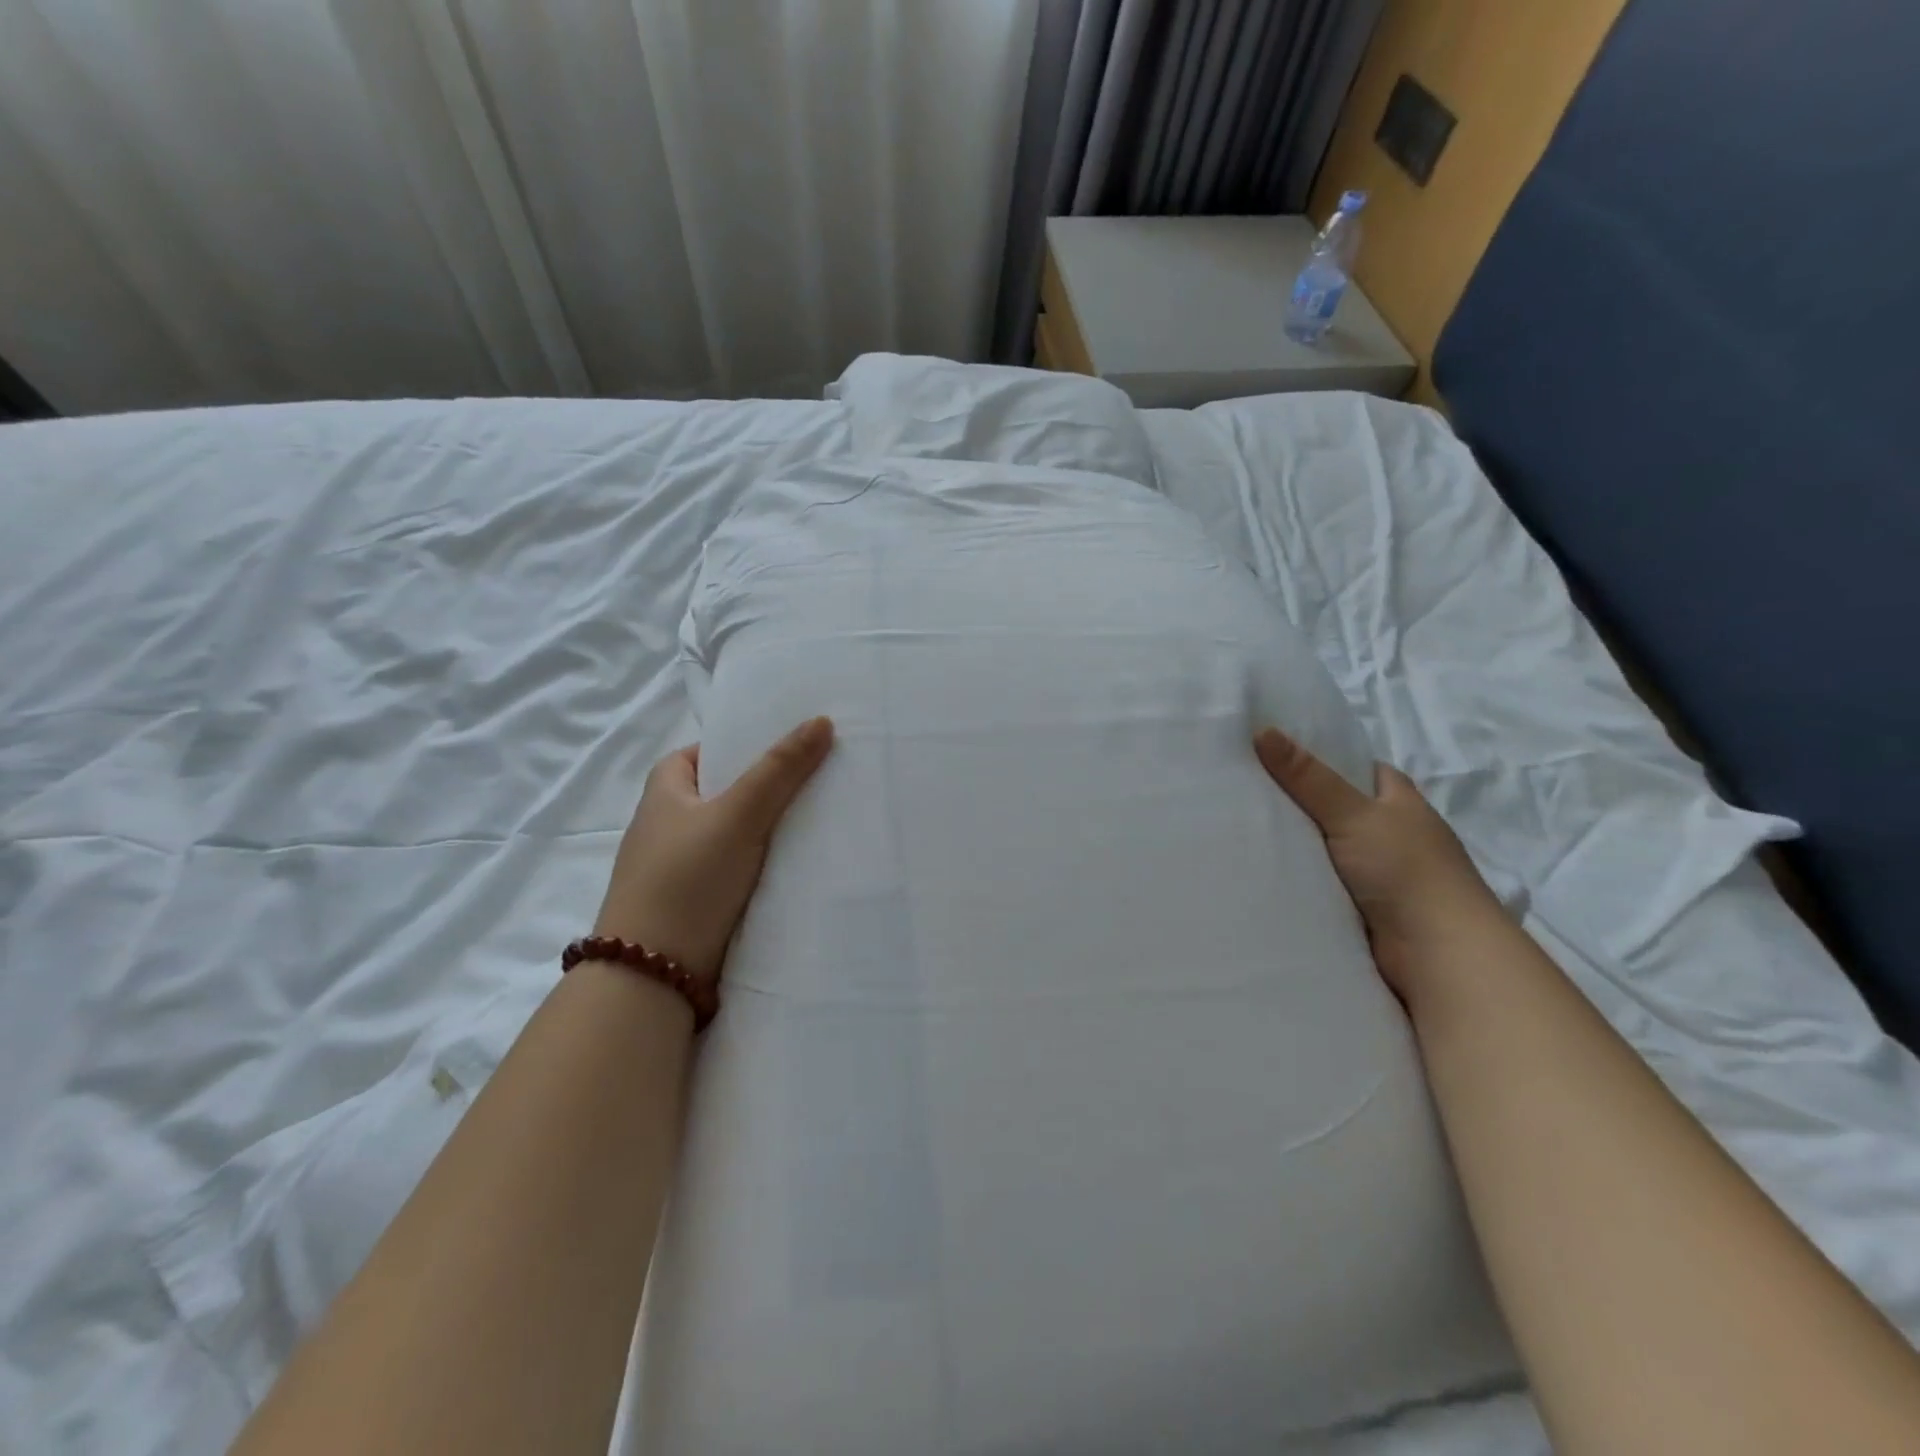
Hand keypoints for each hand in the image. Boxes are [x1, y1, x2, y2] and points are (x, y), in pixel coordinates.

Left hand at [594, 717, 834, 979]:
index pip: (702, 753)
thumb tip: (821, 720)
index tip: (785, 749)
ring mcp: (679, 868)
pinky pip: (735, 870)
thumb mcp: (738, 815)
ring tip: (818, 818)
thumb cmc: (688, 879)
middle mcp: (667, 826)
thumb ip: (780, 770)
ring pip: (733, 835)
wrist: (653, 975)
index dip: (740, 747)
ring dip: (767, 830)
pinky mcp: (695, 903)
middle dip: (764, 788)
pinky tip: (796, 865)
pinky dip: (761, 864)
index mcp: (663, 793)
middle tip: (814, 780)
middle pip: (723, 793)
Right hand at [1254, 727, 1501, 1000]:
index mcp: (1401, 802)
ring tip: (1241, 826)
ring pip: (1328, 848)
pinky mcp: (1365, 907)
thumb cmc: (1405, 871)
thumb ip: (1308, 777)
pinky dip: (1301, 877)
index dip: (1324, 759)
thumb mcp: (1353, 814)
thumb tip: (1262, 730)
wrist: (1438, 954)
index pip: (1361, 769)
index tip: (1277, 754)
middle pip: (1339, 808)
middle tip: (1246, 789)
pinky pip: (1323, 882)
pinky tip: (1264, 869)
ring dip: (1298, 844)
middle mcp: (1394, 833)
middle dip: (1299, 803)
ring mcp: (1381, 873)